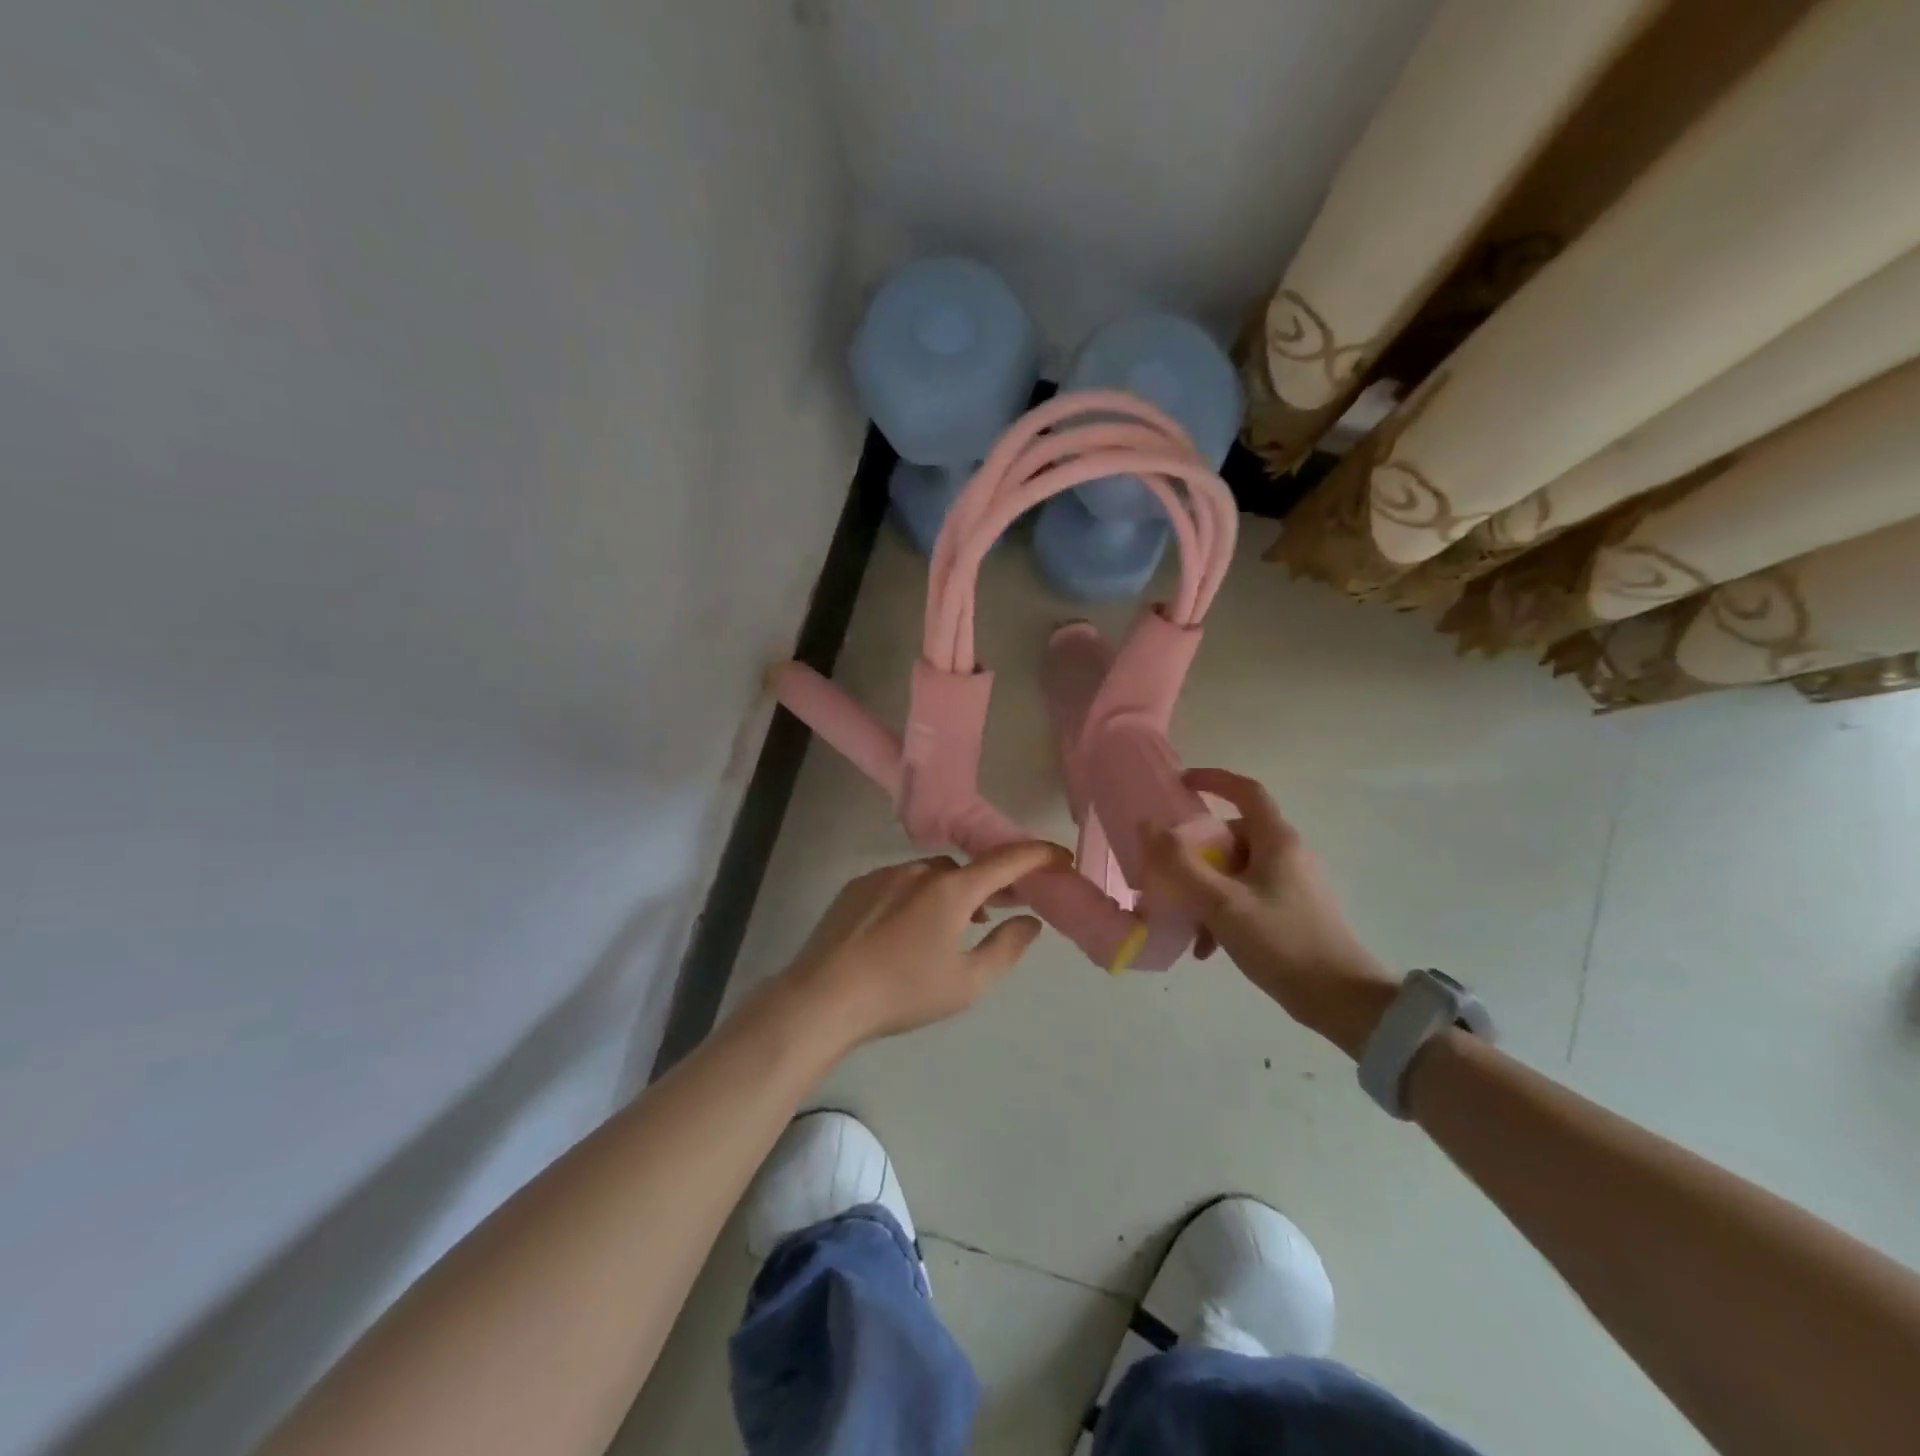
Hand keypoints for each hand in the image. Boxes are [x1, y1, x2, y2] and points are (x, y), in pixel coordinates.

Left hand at [775, 840, 1071, 1050]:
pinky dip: (917, 897)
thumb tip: (1030, 921)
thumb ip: (1006, 948)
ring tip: (951, 928)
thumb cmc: (903, 992)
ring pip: (931, 876)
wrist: (824, 997)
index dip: (1038, 855)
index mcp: (952, 890)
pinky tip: (906, 931)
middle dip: (989, 884)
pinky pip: (900, 882)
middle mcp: (920, 870)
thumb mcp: (967, 983)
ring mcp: (884, 874)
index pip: (1007, 861)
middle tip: (999, 910)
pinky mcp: (857, 886)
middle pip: (967, 870)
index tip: (1060, 857)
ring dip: (951, 893)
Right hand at [1148, 768, 1395, 1052]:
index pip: (1245, 790)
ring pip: (1234, 870)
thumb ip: (1180, 863)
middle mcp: (1286, 854)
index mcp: (1276, 840)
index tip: (1180, 783)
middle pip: (1232, 835)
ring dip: (1204, 889)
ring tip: (1184, 921)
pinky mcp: (1290, 911)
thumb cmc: (1281, 941)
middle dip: (1196, 852)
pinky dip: (1221, 912)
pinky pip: (1245, 896)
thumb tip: (1149, 826)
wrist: (1342, 1000)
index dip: (1213, 779)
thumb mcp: (1221, 902)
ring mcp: (1290, 884)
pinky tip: (1206, 947)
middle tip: (1167, 871)